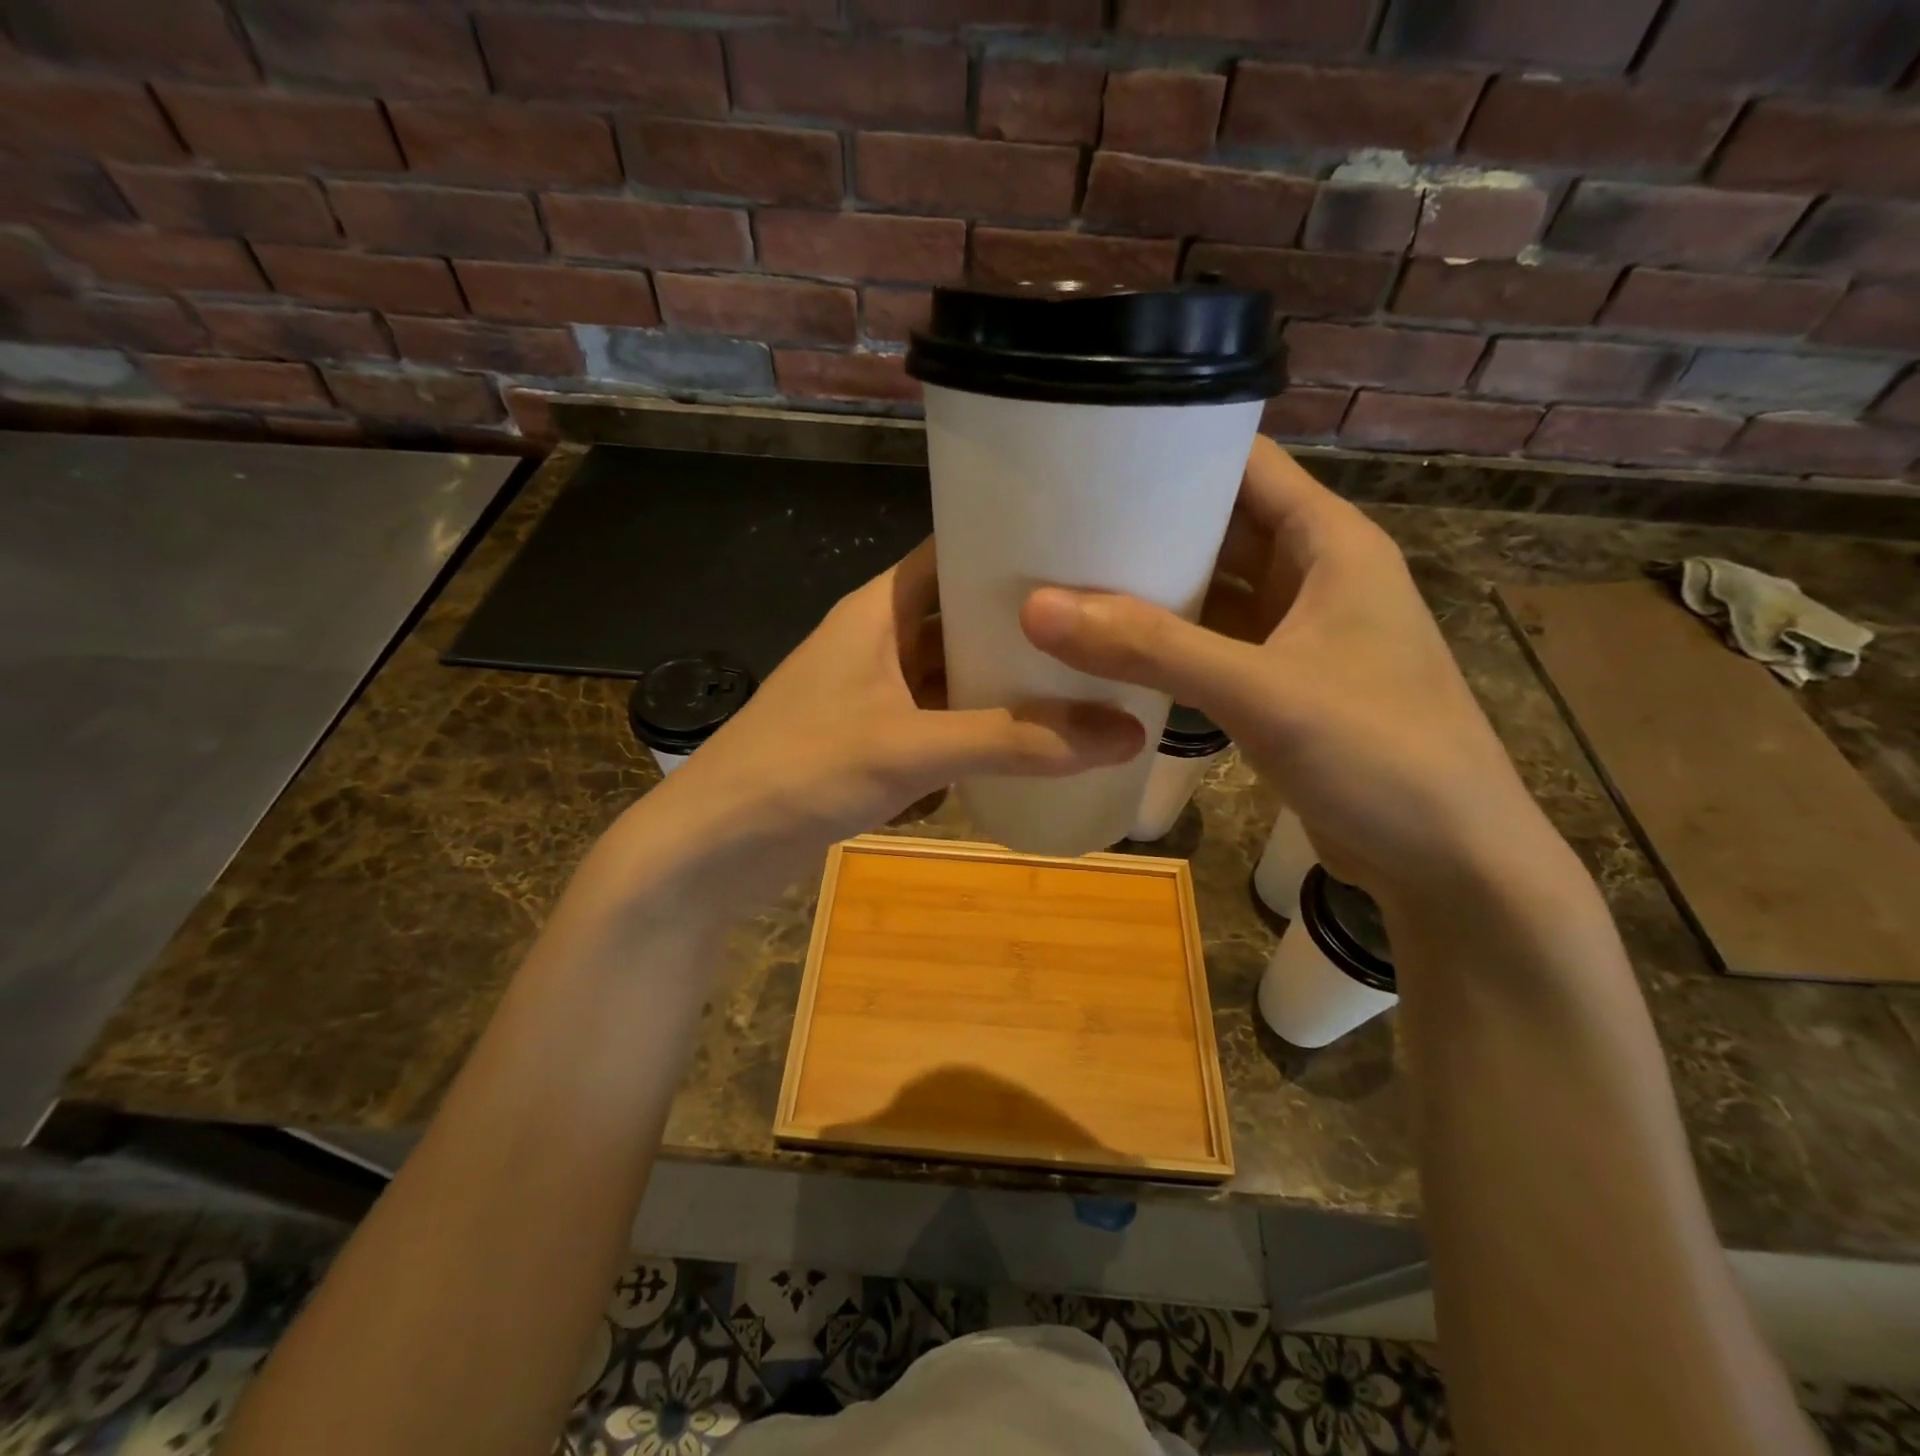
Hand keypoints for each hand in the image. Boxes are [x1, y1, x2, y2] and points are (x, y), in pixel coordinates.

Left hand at [603, 538, 1142, 910]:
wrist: (715, 849)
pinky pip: (940, 721)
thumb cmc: (802, 770)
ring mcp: (874, 695)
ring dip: (1002, 681)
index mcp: (877, 611)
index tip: (1083, 552)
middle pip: (960, 617)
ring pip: (952, 674)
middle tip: (1101, 625)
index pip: (951, 552)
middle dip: (1022, 624)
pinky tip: (1030, 739)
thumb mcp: (913, 748)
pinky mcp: (873, 743)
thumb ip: (1016, 741)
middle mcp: (877, 642)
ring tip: (1084, 678)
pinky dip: (978, 727)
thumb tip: (1127, 732)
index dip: (1010, 547)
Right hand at [1020, 436, 1554, 906]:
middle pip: (1222, 526)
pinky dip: (1166, 643)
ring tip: (1068, 575)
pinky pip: (1211, 645)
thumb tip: (1038, 608)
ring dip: (1153, 586)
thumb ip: (1152, 649)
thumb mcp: (1262, 690)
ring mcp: (1297, 635)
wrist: (1448, 861)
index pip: (1248, 463)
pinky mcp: (1280, 686)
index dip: (1178, 444)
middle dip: (1149, 521)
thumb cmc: (1379, 754)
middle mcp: (1314, 577)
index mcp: (1331, 544)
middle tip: (1059, 519)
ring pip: (1213, 590)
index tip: (1094, 449)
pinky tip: (1110, 648)